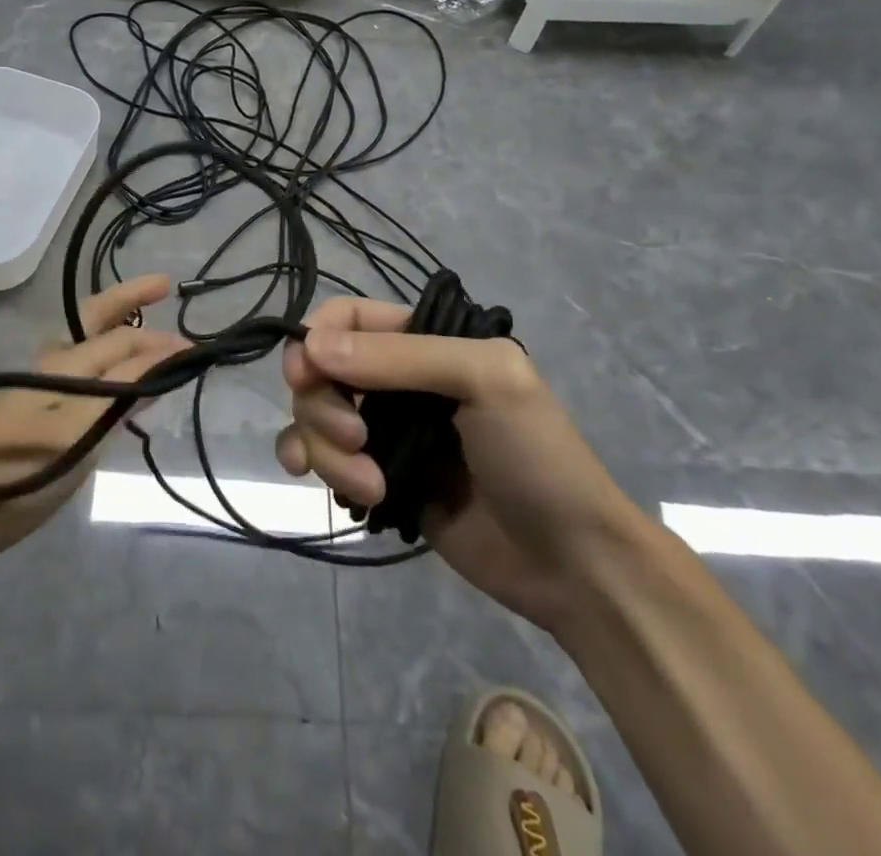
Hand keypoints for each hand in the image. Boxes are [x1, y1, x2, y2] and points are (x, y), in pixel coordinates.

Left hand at [0, 274, 187, 583]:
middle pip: (95, 324)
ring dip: (119, 338)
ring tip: (148, 341)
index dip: (158, 338)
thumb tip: (167, 350)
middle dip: (129, 303)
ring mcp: (34, 395)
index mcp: (61, 364)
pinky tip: (114, 396)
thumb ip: (123, 390)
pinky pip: (79, 383)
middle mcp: (48, 368)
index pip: (120, 337)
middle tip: (162, 288)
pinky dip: (106, 375)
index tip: (196, 345)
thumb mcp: (77, 432)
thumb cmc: (11, 476)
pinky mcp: (27, 423)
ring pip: (86, 351)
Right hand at [274, 298, 643, 630]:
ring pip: (316, 417)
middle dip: (324, 406)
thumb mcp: (484, 381)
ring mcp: (385, 431)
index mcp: (425, 341)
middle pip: (321, 370)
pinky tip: (322, 486)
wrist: (573, 563)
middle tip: (359, 439)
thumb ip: (399, 358)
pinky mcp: (378, 478)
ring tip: (370, 487)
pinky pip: (322, 458)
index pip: (346, 317)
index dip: (317, 339)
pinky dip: (313, 464)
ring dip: (325, 448)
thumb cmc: (537, 455)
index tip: (308, 375)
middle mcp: (397, 379)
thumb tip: (311, 348)